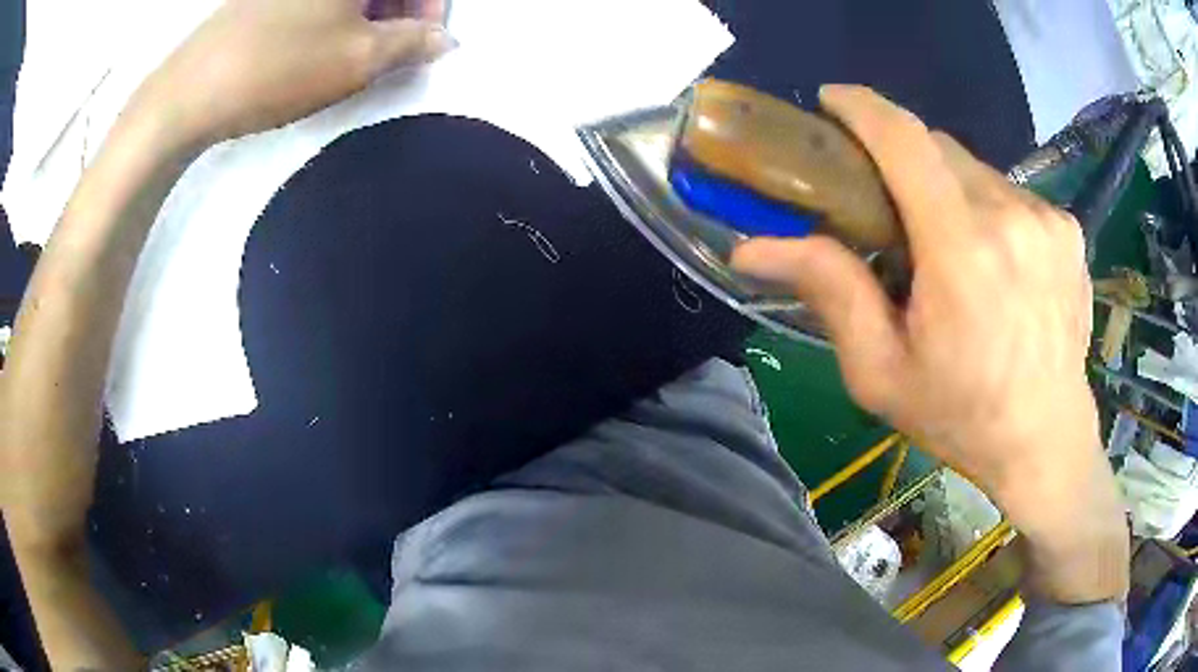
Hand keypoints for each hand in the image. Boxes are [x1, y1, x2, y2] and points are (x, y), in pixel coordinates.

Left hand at [136, 0, 454, 147]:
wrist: (189, 91)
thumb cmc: (280, 67)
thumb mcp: (358, 59)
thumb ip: (412, 43)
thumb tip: (442, 40)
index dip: (431, 8)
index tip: (427, 41)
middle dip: (401, 10)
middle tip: (394, 49)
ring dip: (370, 12)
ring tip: (357, 51)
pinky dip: (336, 13)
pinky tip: (323, 42)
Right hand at [732, 85, 1126, 602]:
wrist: (1046, 441)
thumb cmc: (962, 416)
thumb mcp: (882, 371)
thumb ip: (830, 292)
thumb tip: (755, 248)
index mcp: (961, 251)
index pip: (904, 140)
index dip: (862, 107)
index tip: (833, 101)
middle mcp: (1010, 217)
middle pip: (939, 148)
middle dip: (904, 160)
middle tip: (891, 208)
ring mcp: (1047, 219)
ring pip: (977, 170)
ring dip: (950, 190)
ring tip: (949, 248)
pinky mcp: (1068, 229)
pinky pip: (1012, 194)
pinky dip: (990, 210)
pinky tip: (995, 262)